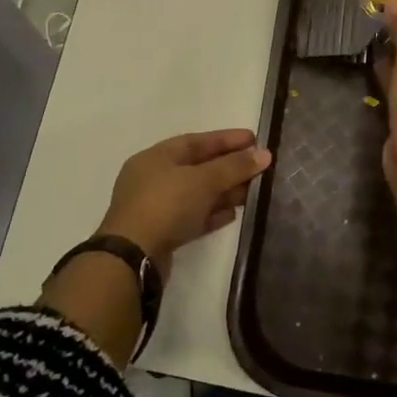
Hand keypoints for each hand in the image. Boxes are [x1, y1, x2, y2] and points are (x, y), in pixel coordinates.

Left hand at [99, 129, 272, 272]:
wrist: (132, 257)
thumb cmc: (166, 205)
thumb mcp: (203, 180)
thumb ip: (234, 167)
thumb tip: (264, 154)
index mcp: (157, 157)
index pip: (196, 141)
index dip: (226, 139)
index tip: (254, 140)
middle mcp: (154, 178)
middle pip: (198, 167)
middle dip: (229, 167)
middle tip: (259, 168)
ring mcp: (156, 207)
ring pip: (197, 194)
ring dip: (224, 192)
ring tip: (252, 192)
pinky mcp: (162, 233)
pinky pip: (192, 217)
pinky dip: (212, 214)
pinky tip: (232, 215)